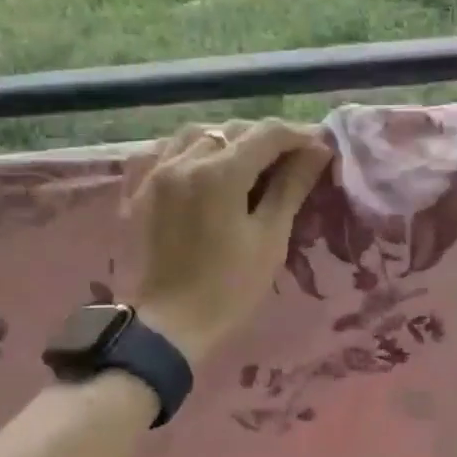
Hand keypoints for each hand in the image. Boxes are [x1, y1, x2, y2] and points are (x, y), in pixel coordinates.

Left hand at [131, 119, 331, 365]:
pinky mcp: (138, 190)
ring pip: (197, 134)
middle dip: (266, 139)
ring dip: (227, 140)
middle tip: (290, 161)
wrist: (169, 325)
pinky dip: (189, 149)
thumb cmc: (229, 288)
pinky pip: (164, 151)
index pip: (267, 134)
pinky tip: (201, 167)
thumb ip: (291, 187)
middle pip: (233, 130)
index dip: (298, 136)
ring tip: (246, 163)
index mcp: (220, 173)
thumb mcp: (270, 238)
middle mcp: (184, 160)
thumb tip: (317, 151)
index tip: (319, 149)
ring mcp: (155, 173)